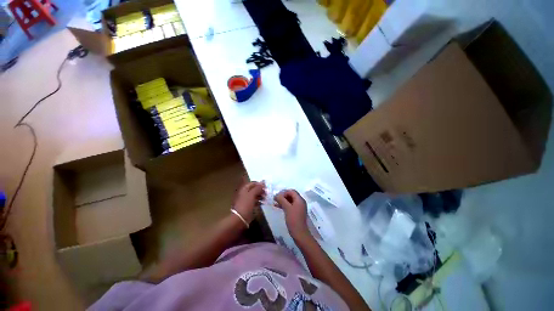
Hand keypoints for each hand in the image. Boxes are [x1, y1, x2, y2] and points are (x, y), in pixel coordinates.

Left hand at [234, 181, 264, 224]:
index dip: (259, 184)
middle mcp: (245, 193)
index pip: (253, 183)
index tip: (266, 187)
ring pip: (255, 195)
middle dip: (261, 190)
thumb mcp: (252, 194)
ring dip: (261, 196)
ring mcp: (247, 200)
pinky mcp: (249, 206)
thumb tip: (263, 183)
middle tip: (267, 193)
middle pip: (254, 189)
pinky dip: (259, 201)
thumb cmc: (245, 205)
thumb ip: (257, 188)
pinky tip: (263, 203)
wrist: (240, 218)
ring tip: (266, 198)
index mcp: (244, 189)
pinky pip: (255, 201)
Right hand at [275, 190, 310, 240]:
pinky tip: (278, 207)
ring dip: (283, 201)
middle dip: (283, 196)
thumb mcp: (287, 208)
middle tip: (276, 199)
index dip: (284, 192)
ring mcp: (299, 207)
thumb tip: (276, 195)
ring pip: (290, 200)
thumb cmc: (293, 219)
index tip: (277, 197)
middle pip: (291, 195)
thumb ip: (281, 200)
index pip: (291, 191)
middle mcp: (300, 201)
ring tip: (275, 203)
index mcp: (299, 199)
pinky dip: (285, 205)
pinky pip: (291, 205)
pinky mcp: (297, 212)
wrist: (299, 233)